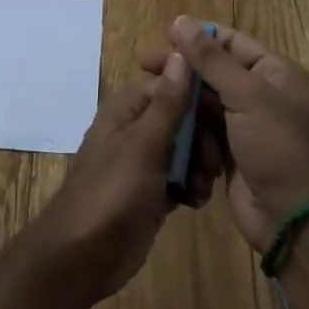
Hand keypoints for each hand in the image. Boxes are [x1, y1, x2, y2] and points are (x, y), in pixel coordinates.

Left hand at [25, 51, 213, 303]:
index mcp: (129, 106)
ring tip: (203, 188)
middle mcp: (136, 127)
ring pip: (185, 147)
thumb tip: (184, 52)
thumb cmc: (112, 192)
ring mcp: (144, 160)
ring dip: (200, 164)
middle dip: (203, 137)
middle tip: (212, 164)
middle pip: (183, 116)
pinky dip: (192, 185)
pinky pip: (181, 176)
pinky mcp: (152, 190)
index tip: (226, 116)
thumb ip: (168, 102)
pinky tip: (196, 202)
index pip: (174, 84)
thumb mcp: (144, 145)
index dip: (200, 97)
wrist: (83, 256)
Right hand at [141, 17, 308, 252]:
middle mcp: (260, 91)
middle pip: (211, 70)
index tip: (161, 38)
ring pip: (203, 100)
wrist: (292, 220)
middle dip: (182, 71)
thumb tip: (180, 20)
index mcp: (273, 71)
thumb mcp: (246, 95)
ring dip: (181, 102)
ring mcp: (243, 122)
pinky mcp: (229, 148)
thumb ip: (211, 58)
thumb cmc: (276, 147)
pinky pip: (201, 128)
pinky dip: (187, 128)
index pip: (228, 41)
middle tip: (144, 67)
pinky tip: (166, 127)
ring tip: (152, 100)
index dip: (195, 37)